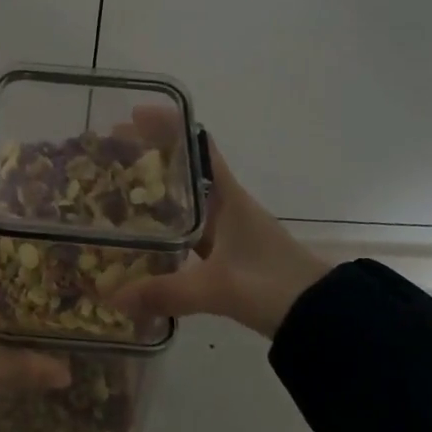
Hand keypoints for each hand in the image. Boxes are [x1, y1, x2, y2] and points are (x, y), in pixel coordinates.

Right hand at [109, 114, 327, 337]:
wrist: (320, 315)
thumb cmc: (272, 285)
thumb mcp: (217, 288)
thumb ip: (167, 292)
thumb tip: (114, 298)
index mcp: (227, 195)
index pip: (198, 144)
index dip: (168, 125)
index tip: (133, 116)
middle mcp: (226, 203)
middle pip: (184, 166)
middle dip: (149, 154)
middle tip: (110, 151)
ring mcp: (227, 228)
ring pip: (185, 196)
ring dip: (155, 187)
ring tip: (116, 185)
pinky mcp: (227, 252)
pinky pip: (188, 226)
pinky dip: (165, 221)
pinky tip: (143, 232)